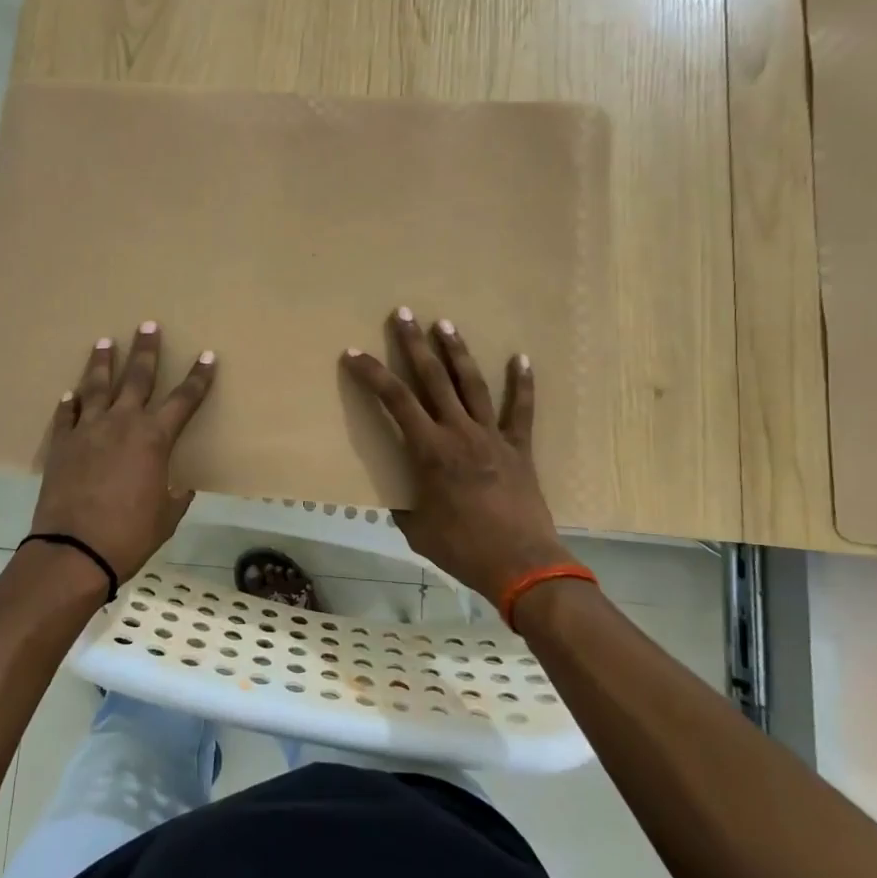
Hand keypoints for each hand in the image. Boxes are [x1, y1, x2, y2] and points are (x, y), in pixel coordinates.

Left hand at [30, 322, 217, 584]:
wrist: (74, 551)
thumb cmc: (130, 535)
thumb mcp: (166, 517)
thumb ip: (175, 495)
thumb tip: (179, 486)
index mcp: (154, 438)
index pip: (184, 399)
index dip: (199, 377)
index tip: (207, 355)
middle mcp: (122, 423)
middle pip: (137, 377)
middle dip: (146, 350)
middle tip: (148, 324)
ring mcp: (88, 430)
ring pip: (97, 386)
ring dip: (102, 362)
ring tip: (104, 341)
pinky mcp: (61, 444)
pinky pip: (66, 415)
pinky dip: (70, 403)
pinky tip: (70, 394)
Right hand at [341, 307, 572, 604]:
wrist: (522, 564)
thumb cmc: (462, 548)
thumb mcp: (417, 529)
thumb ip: (404, 504)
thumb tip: (398, 495)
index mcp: (430, 451)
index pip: (395, 401)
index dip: (373, 374)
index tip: (354, 353)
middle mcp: (459, 433)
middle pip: (433, 379)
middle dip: (415, 344)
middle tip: (404, 313)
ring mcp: (492, 436)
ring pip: (471, 384)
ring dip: (457, 352)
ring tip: (445, 323)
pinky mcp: (519, 447)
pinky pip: (520, 409)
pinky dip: (521, 383)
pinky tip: (521, 357)